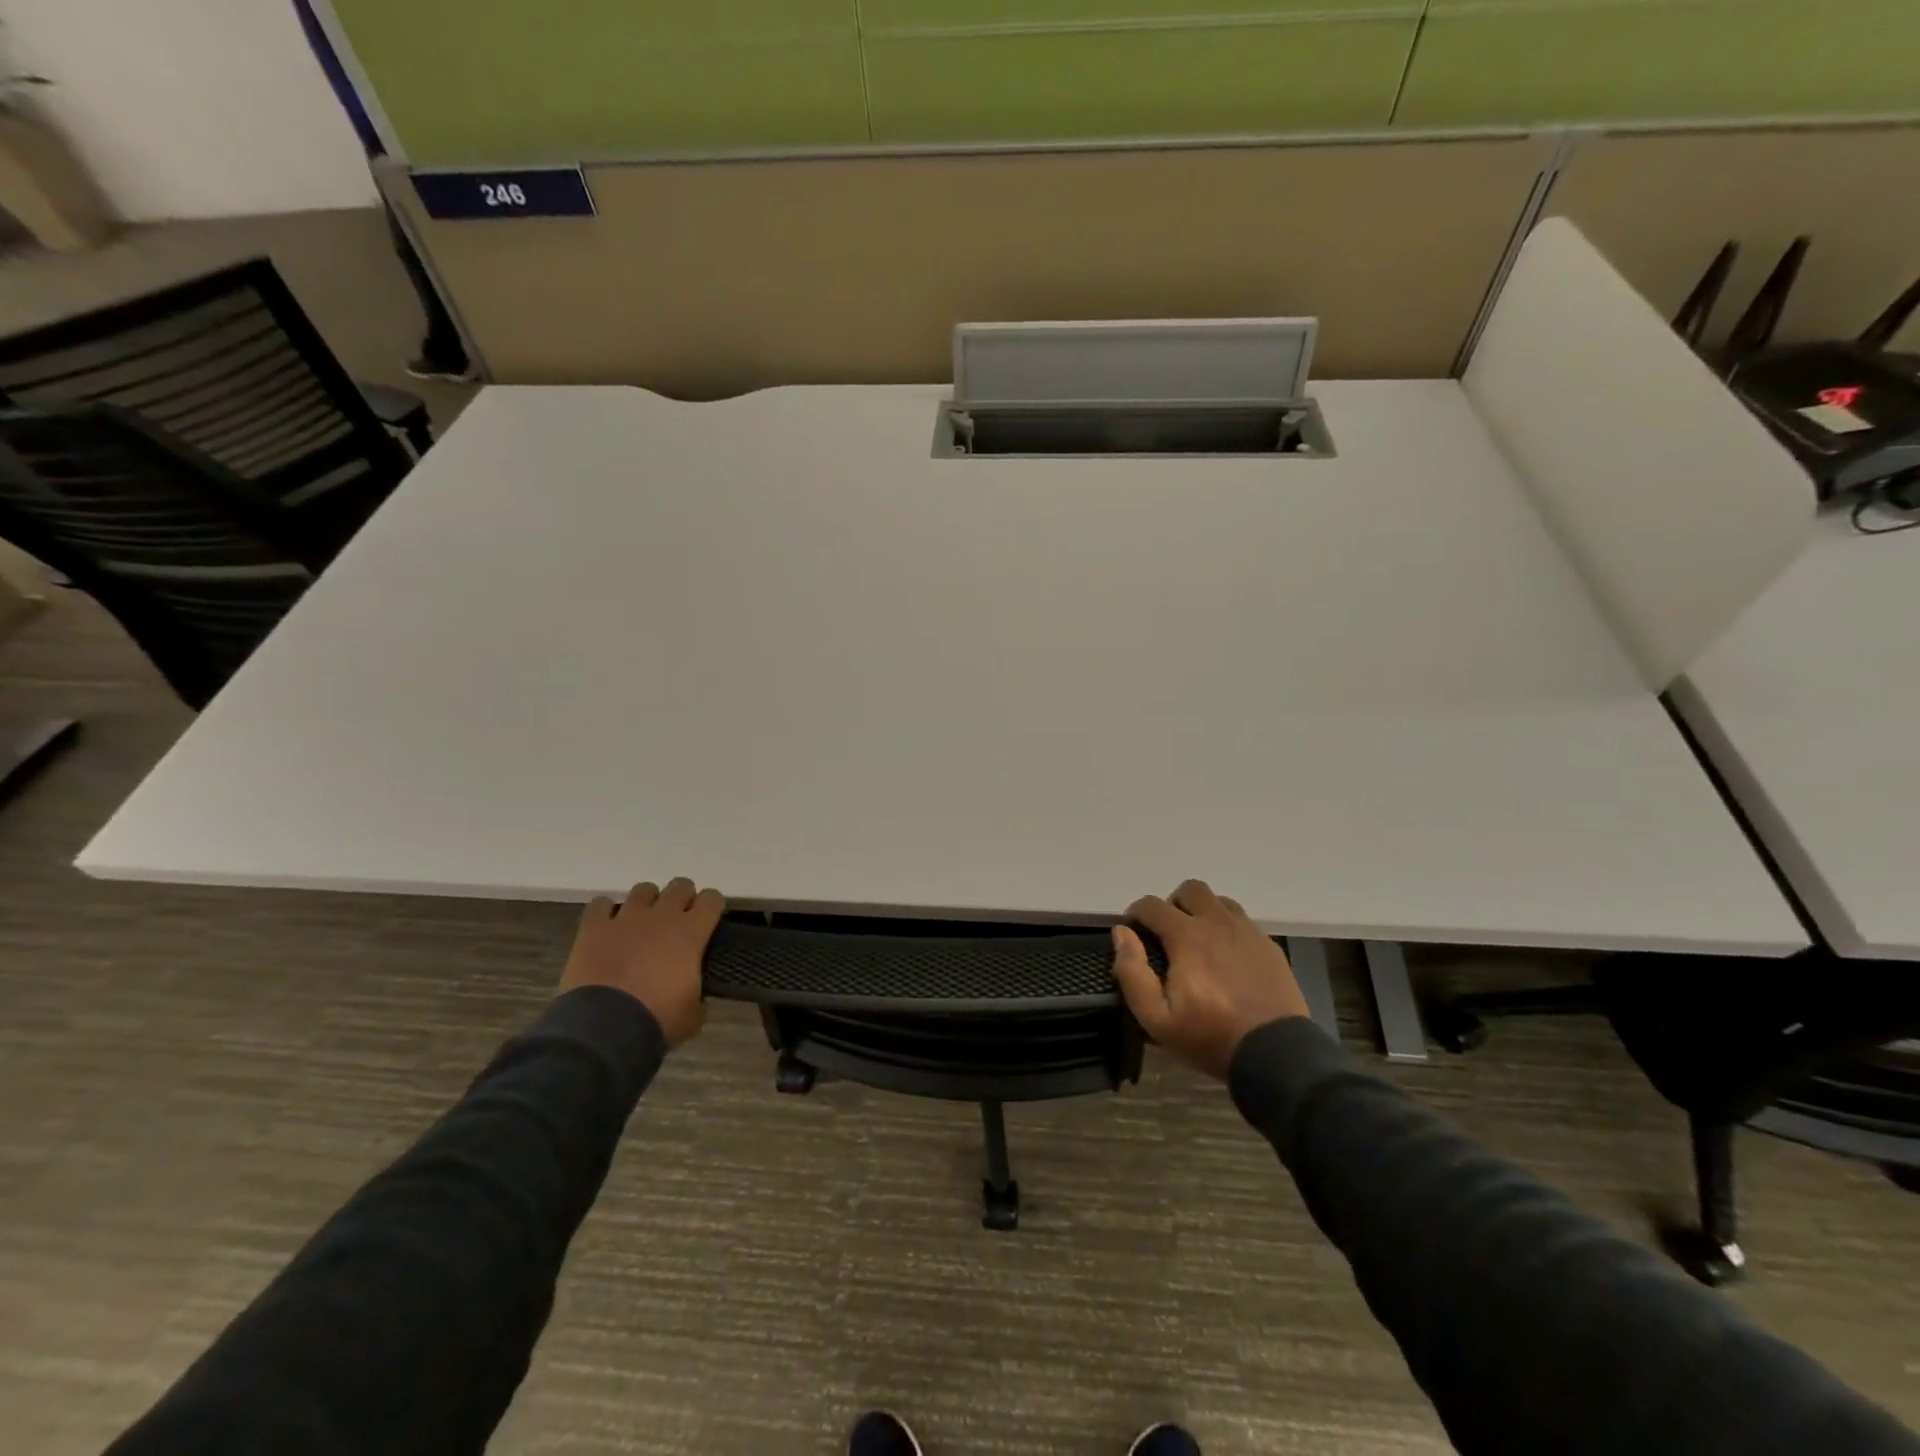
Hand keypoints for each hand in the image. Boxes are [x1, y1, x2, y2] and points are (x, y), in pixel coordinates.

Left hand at [559, 878, 724, 1046]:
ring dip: (647, 902)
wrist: (604, 1028)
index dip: (712, 907)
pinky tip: (608, 927)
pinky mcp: (593, 928)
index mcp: (691, 932)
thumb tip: (695, 995)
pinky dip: (606, 912)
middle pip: (679, 886)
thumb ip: (698, 994)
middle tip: (678, 921)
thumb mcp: (693, 1014)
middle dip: (682, 899)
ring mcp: (626, 918)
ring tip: (643, 923)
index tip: (709, 920)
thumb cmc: (657, 1020)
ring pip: (643, 890)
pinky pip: (601, 905)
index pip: (712, 899)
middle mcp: (661, 916)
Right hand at [1110, 879, 1309, 1079]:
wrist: (1277, 1055)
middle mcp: (1217, 922)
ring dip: (1203, 912)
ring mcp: (1248, 931)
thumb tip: (1121, 932)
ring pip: (1219, 901)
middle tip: (1167, 934)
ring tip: (1199, 942)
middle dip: (1173, 904)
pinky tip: (1227, 958)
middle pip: (1190, 889)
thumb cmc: (1210, 1037)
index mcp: (1186, 936)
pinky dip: (1228, 929)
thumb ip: (1132, 972)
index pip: (1151, 905)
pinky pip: (1243, 922)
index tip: (1133, 933)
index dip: (1136, 913)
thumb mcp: (1157, 1018)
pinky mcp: (1269, 946)